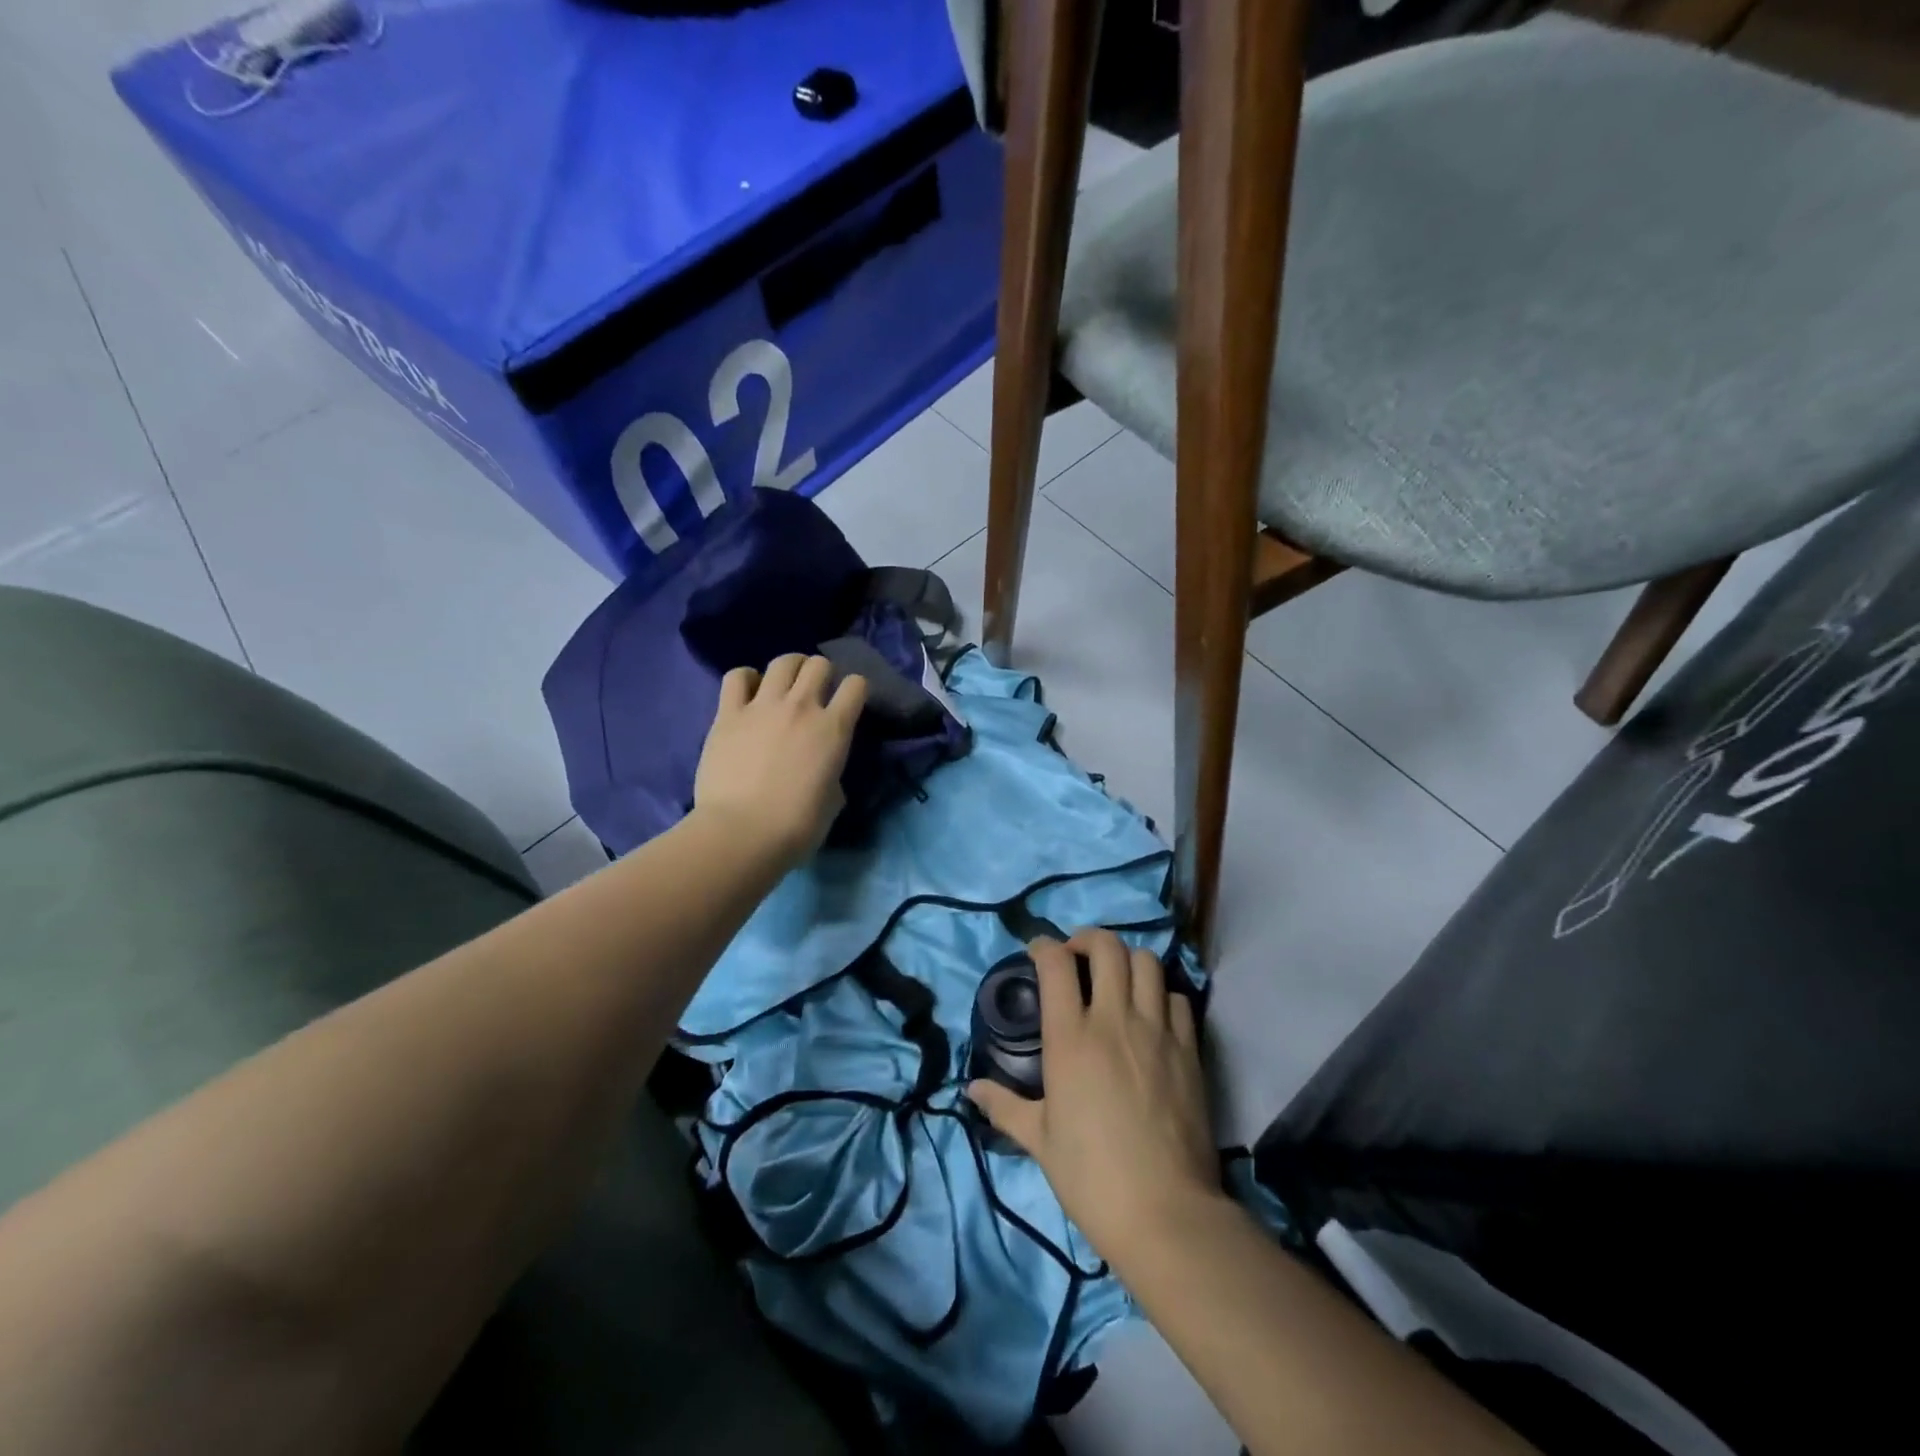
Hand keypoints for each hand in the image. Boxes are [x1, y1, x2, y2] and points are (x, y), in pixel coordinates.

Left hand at [693, 654, 866, 865]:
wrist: (742, 833)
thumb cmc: (796, 826)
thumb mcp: (833, 801)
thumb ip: (832, 775)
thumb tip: (824, 773)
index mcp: (834, 729)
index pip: (856, 685)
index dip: (855, 690)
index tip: (848, 703)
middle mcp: (802, 707)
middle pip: (818, 664)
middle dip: (821, 673)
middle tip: (814, 692)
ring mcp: (762, 706)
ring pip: (782, 662)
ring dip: (788, 669)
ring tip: (783, 685)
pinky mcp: (728, 714)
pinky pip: (737, 677)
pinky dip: (746, 679)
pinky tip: (748, 693)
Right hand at [968, 929, 1222, 1262]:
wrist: (1164, 1212)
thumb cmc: (1091, 1176)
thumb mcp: (1039, 1140)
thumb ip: (1004, 1106)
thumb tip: (971, 1090)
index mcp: (1070, 1037)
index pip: (1056, 963)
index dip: (1043, 946)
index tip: (1038, 953)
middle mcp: (1114, 1020)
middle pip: (1106, 946)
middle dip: (1088, 939)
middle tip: (1078, 957)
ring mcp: (1156, 1030)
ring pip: (1147, 962)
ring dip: (1127, 961)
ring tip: (1117, 979)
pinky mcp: (1189, 1049)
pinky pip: (1179, 998)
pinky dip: (1163, 995)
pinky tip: (1152, 1014)